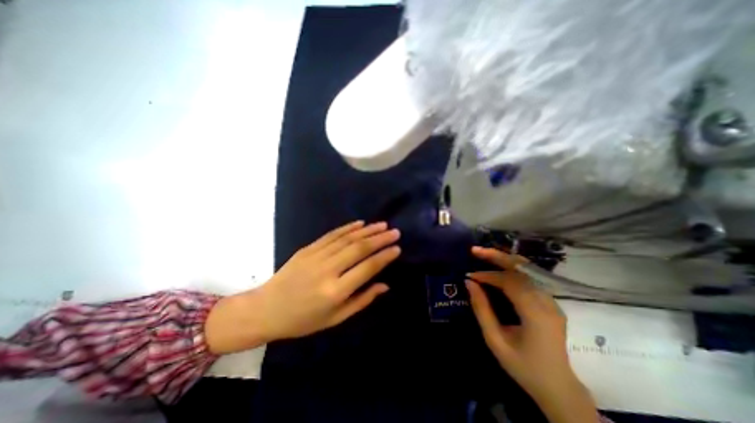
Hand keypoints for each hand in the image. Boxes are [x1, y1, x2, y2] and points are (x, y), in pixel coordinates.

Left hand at [203, 221, 396, 353]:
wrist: (266, 309)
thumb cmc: (303, 320)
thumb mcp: (335, 318)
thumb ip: (362, 300)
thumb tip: (384, 285)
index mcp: (335, 291)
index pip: (366, 268)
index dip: (384, 257)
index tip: (397, 248)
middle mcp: (327, 270)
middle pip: (359, 249)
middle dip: (380, 238)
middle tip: (395, 231)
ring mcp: (316, 256)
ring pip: (347, 238)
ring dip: (367, 230)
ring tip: (383, 224)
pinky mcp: (308, 248)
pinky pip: (332, 235)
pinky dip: (347, 227)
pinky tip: (360, 223)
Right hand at [470, 246, 598, 422]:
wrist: (559, 388)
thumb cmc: (524, 366)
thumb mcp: (495, 341)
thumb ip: (481, 309)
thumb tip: (469, 283)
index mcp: (536, 314)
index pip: (510, 282)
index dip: (488, 275)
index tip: (470, 275)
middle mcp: (548, 303)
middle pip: (522, 269)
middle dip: (497, 256)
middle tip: (476, 250)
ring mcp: (552, 301)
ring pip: (527, 271)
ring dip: (504, 261)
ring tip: (484, 255)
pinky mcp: (551, 302)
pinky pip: (530, 279)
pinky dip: (511, 270)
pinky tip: (499, 269)